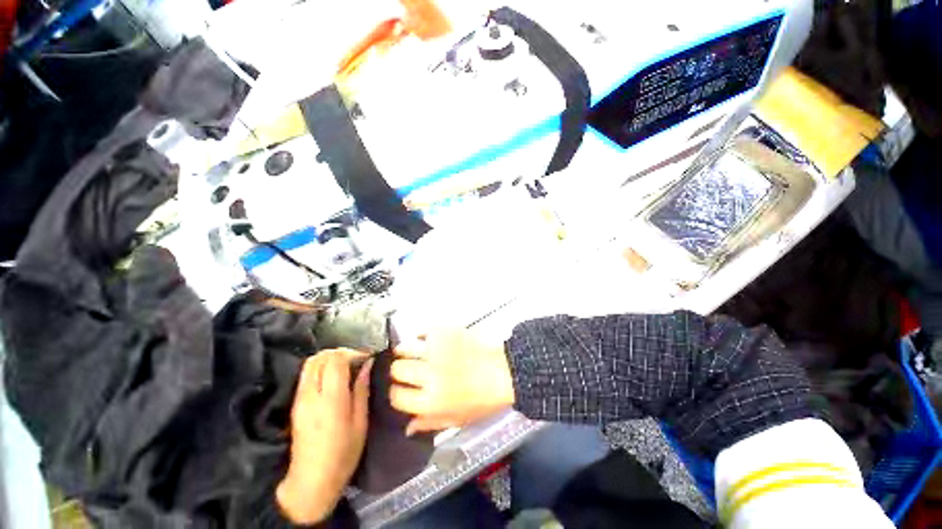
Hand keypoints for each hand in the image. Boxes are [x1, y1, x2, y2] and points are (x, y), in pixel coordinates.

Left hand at [276, 349, 372, 524]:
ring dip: (329, 359)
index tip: (366, 359)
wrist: (311, 481)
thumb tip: (367, 364)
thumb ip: (362, 389)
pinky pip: (306, 375)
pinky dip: (320, 368)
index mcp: (330, 399)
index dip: (352, 353)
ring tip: (346, 367)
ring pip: (310, 363)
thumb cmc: (343, 453)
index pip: (335, 360)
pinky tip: (333, 378)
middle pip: (319, 357)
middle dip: (339, 352)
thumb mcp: (360, 422)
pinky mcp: (295, 404)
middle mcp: (310, 394)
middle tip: (356, 360)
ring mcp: (299, 399)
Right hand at [390, 329, 514, 434]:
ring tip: (409, 352)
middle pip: (397, 370)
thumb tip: (408, 427)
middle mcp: (429, 374)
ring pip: (405, 348)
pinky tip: (425, 339)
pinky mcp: (445, 333)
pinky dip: (421, 335)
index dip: (397, 393)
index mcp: (431, 401)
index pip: (397, 397)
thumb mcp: (457, 420)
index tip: (401, 390)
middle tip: (407, 370)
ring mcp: (437, 351)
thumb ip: (429, 424)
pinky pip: (423, 331)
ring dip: (405, 351)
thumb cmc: (484, 399)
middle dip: (399, 372)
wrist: (505, 371)